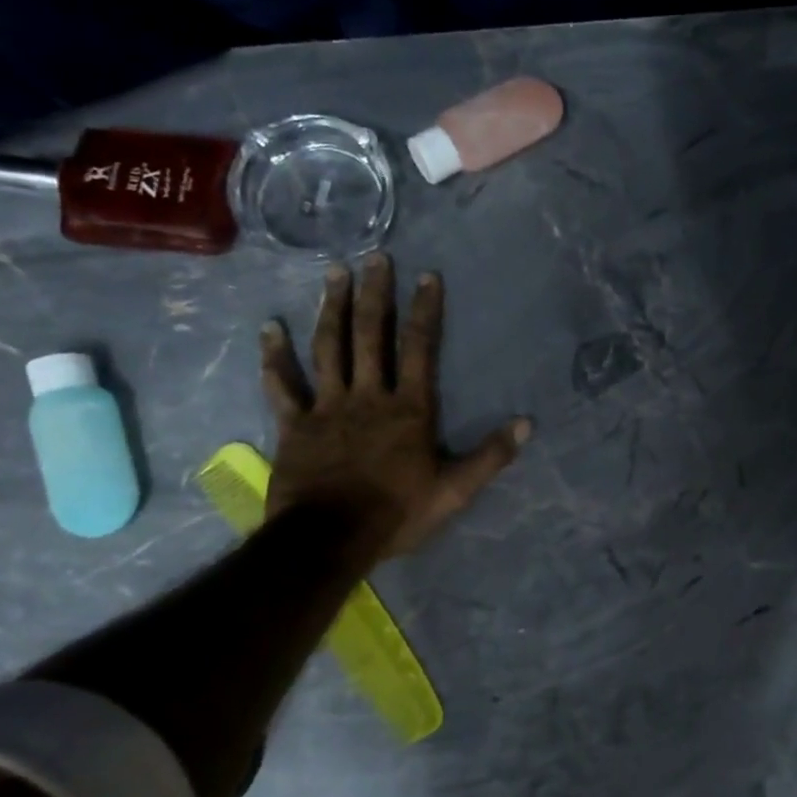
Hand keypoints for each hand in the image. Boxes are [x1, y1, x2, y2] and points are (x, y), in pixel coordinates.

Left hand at [259, 253, 530, 555]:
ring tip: (334, 273)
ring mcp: (327, 407)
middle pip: (370, 336)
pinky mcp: (294, 425)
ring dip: (331, 309)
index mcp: (408, 409)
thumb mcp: (455, 491)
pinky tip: (269, 328)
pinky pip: (282, 385)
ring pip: (328, 348)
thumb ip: (490, 456)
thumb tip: (527, 423)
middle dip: (374, 294)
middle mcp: (368, 396)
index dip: (424, 311)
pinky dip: (274, 356)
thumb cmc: (397, 514)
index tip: (426, 276)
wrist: (330, 539)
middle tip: (375, 257)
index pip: (419, 349)